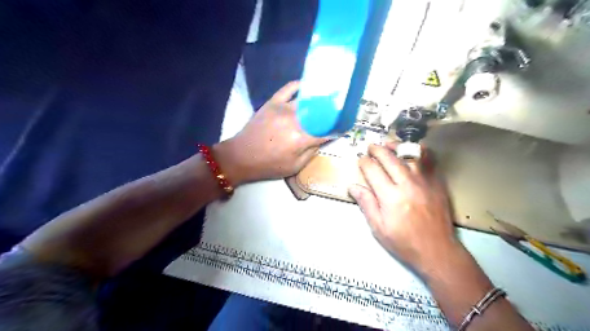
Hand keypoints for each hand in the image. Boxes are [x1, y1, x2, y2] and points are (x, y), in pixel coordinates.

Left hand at [214, 82, 329, 184]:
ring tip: (330, 95)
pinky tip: (308, 86)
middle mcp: (295, 120)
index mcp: (301, 139)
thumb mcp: (295, 166)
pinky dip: (300, 85)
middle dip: (333, 111)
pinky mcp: (272, 102)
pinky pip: (289, 88)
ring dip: (320, 98)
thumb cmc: (269, 165)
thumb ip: (312, 151)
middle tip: (340, 109)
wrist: (241, 156)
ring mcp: (283, 108)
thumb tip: (324, 138)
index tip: (345, 126)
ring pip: (308, 99)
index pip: (326, 131)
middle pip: (320, 112)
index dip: (338, 128)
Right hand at [350, 142, 460, 273]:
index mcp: (390, 197)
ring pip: (409, 154)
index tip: (360, 160)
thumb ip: (366, 204)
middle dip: (377, 149)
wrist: (437, 251)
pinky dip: (419, 151)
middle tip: (370, 147)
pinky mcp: (437, 183)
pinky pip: (429, 160)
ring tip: (388, 145)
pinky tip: (412, 150)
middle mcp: (407, 184)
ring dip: (396, 146)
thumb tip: (353, 186)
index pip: (373, 170)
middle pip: (390, 158)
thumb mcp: (378, 228)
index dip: (364, 162)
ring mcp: (425, 181)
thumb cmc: (404, 242)